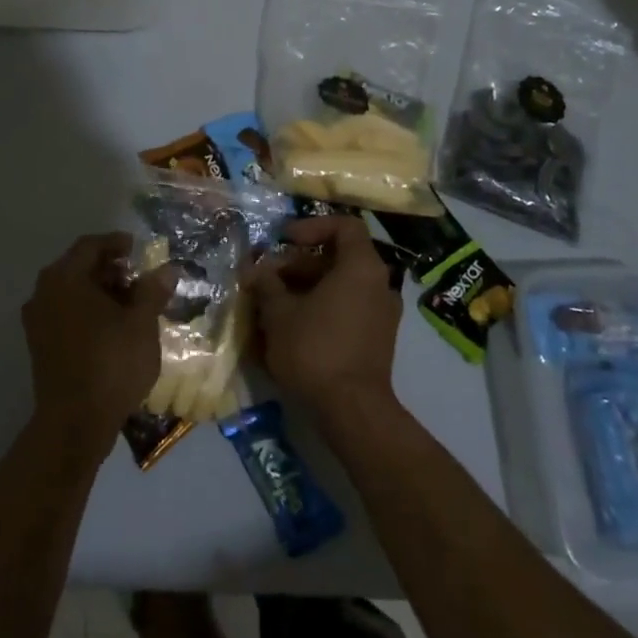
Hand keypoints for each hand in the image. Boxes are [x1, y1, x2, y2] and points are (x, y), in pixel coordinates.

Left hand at [22, 233, 174, 458]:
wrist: (75, 423)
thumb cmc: (111, 364)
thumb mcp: (142, 323)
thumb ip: (153, 291)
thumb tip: (168, 269)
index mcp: (65, 278)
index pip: (91, 245)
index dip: (117, 243)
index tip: (139, 249)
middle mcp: (44, 292)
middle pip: (78, 267)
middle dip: (110, 269)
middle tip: (139, 278)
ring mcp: (37, 320)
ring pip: (71, 292)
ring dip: (99, 291)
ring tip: (130, 304)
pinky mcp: (39, 344)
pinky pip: (65, 313)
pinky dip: (87, 311)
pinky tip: (111, 327)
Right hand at [245, 215, 402, 419]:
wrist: (352, 410)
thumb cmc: (314, 349)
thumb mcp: (279, 313)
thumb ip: (267, 284)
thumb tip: (256, 269)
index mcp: (361, 267)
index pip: (344, 226)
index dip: (312, 226)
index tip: (284, 240)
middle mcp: (379, 285)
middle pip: (338, 258)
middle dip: (299, 265)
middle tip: (267, 279)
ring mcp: (382, 314)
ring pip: (340, 286)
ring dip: (306, 289)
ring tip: (272, 305)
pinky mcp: (377, 340)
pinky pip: (347, 309)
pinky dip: (320, 309)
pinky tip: (291, 328)